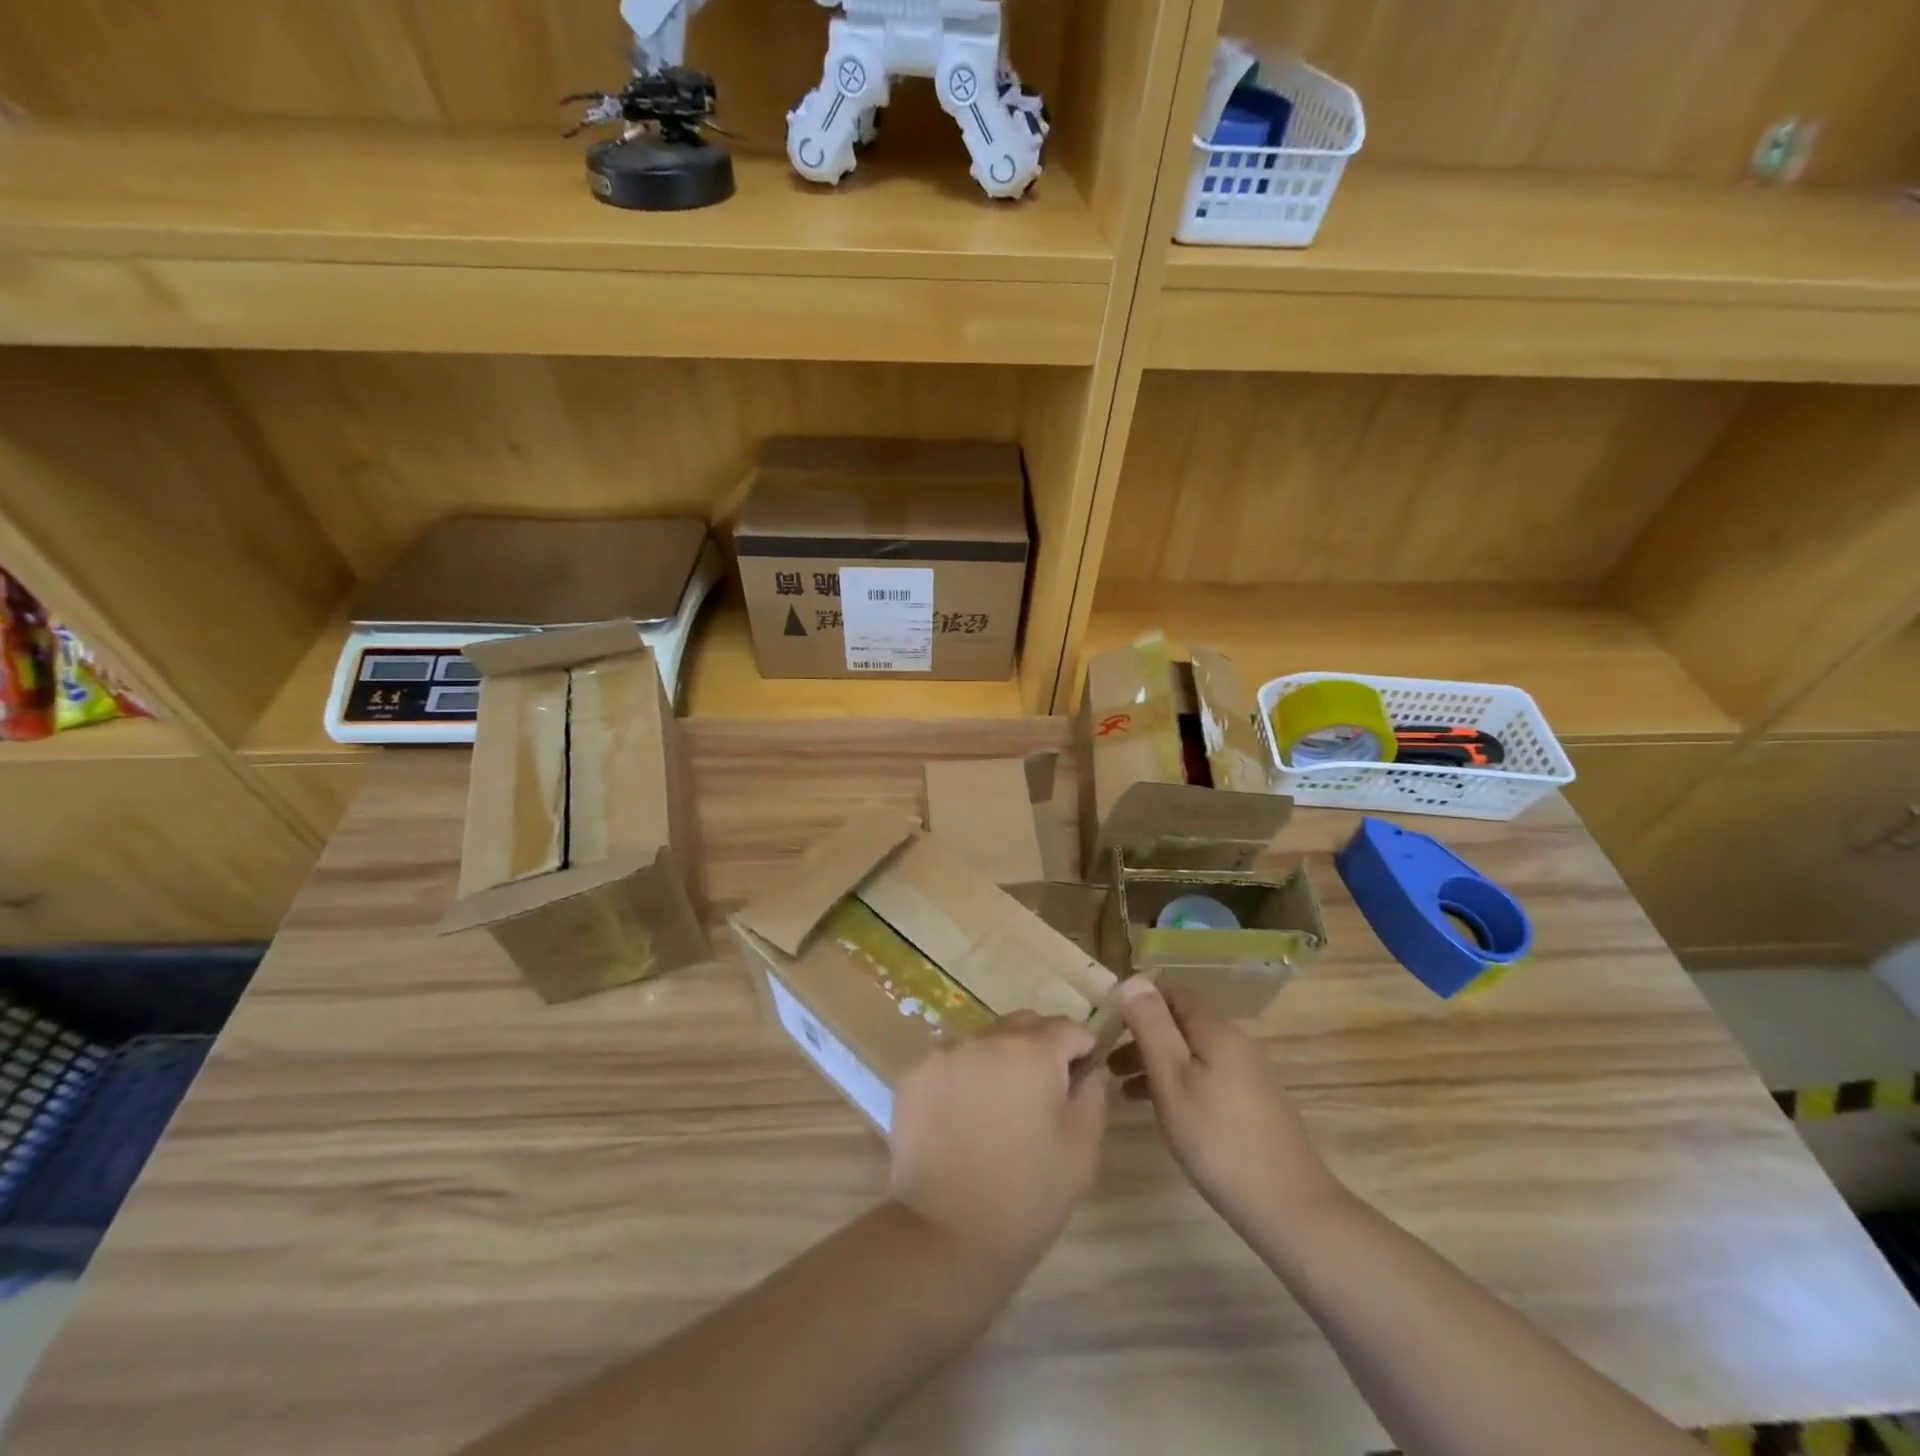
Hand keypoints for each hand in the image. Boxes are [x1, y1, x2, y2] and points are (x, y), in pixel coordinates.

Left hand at [887, 1013, 1108, 1283]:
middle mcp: (986, 1039)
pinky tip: (963, 1122)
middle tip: (1042, 1094)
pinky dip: (964, 1080)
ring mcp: (944, 1055)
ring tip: (998, 1111)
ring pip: (984, 1042)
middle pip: (1023, 1025)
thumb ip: (1092, 1097)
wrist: (945, 1237)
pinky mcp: (913, 1077)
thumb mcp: (1081, 1152)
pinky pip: (951, 1064)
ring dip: (999, 1062)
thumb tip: (1087, 1071)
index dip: (1082, 1049)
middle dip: (1040, 1047)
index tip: (1082, 1076)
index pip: (1067, 1028)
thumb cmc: (1026, 1196)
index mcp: (1032, 1051)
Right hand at [1108, 980, 1338, 1233]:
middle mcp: (1235, 1042)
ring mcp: (1247, 1074)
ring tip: (1122, 1090)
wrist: (1289, 1208)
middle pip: (1181, 1024)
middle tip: (1107, 1062)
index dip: (1138, 1000)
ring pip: (1191, 1053)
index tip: (1107, 1022)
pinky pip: (1205, 1076)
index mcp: (1216, 1030)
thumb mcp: (1172, 1079)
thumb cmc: (1218, 1139)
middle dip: (1142, 1036)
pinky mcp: (1252, 1103)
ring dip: (1156, 1063)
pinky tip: (1159, 1111)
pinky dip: (1177, 1083)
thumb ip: (1151, 1027)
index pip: (1172, 992)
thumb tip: (1131, 979)